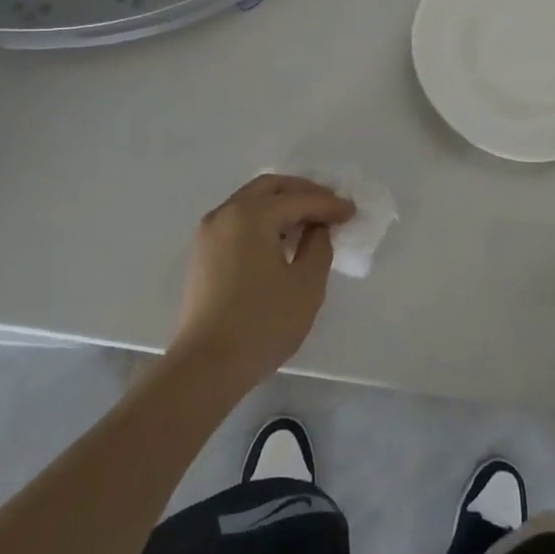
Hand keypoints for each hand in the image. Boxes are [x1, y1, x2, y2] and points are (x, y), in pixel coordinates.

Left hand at [170, 174, 354, 389]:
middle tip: (329, 206)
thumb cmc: (263, 322)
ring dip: (281, 205)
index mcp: (252, 214)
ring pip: (250, 202)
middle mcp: (226, 213)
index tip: (352, 211)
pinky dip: (262, 220)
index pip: (298, 199)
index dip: (329, 204)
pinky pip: (238, 220)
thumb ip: (319, 245)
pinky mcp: (202, 253)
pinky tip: (280, 240)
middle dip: (302, 192)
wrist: (207, 365)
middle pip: (269, 188)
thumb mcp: (306, 284)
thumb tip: (316, 228)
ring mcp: (209, 232)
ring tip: (308, 223)